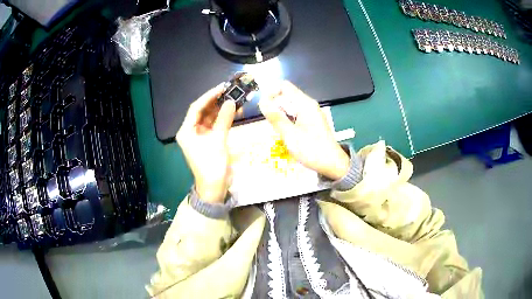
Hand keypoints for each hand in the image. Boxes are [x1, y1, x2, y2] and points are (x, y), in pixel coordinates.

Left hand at [176, 84, 236, 202]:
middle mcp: (191, 131)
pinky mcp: (209, 141)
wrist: (214, 188)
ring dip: (222, 109)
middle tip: (231, 91)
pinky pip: (216, 126)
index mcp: (186, 131)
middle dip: (217, 102)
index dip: (209, 96)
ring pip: (211, 118)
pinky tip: (235, 112)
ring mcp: (200, 136)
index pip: (196, 107)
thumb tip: (232, 101)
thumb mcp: (218, 141)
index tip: (222, 88)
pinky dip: (224, 119)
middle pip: (203, 111)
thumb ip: (224, 119)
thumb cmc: (212, 165)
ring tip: (236, 99)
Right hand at [259, 81, 349, 180]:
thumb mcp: (290, 135)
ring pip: (290, 105)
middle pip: (287, 95)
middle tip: (270, 122)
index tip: (263, 106)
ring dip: (280, 113)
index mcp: (305, 104)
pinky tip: (285, 132)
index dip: (271, 92)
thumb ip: (276, 118)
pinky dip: (287, 119)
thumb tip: (262, 102)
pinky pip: (295, 113)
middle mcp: (308, 104)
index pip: (284, 87)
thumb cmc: (311, 150)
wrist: (332, 164)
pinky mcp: (312, 121)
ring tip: (277, 129)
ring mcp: (311, 113)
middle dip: (275, 105)